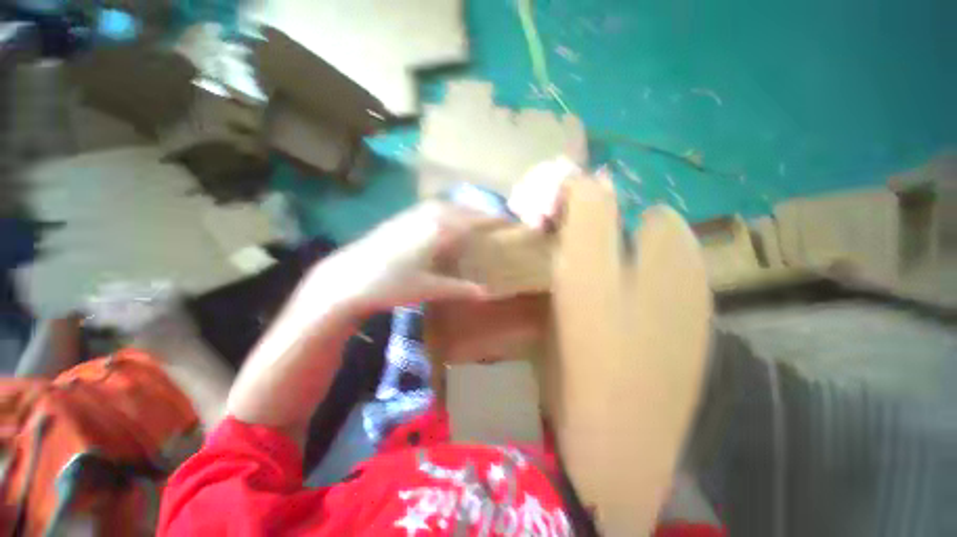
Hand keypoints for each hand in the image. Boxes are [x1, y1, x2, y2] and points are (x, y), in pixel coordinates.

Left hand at [308, 201, 497, 316]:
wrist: (348, 277)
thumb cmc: (390, 283)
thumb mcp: (429, 288)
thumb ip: (460, 288)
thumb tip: (487, 293)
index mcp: (440, 230)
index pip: (476, 221)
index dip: (496, 221)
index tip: (513, 223)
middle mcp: (430, 215)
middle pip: (465, 209)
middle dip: (484, 214)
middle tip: (499, 223)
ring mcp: (415, 213)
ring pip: (450, 206)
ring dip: (466, 212)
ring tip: (479, 222)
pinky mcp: (404, 217)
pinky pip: (436, 209)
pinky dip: (450, 213)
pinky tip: (450, 222)